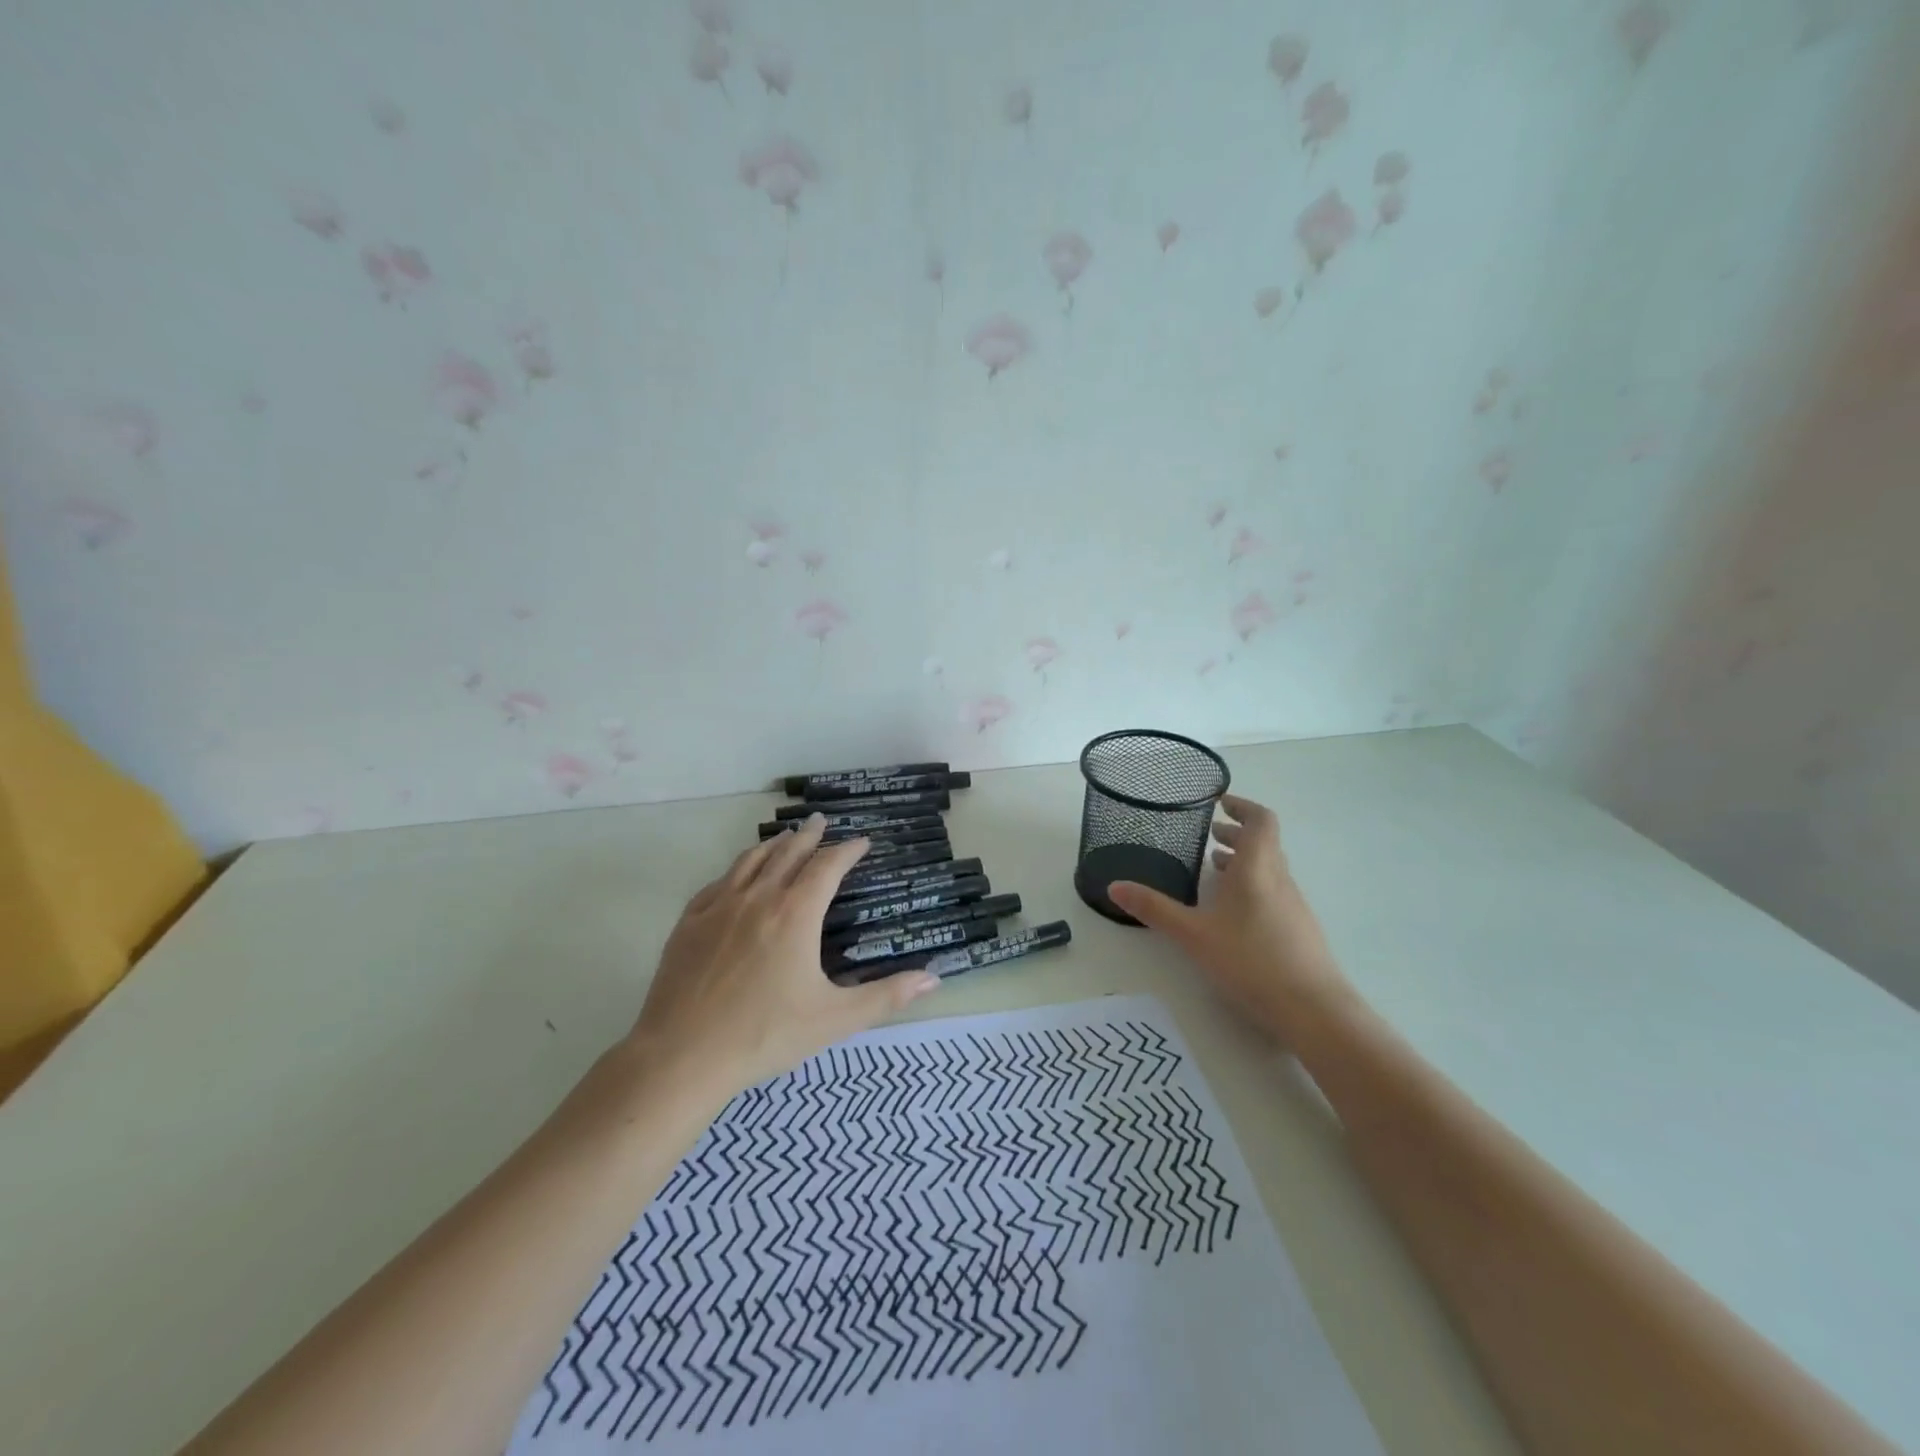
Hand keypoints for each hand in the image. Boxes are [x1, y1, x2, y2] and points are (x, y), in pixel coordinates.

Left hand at [624, 815, 940, 1105]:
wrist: (682, 1056)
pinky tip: (737, 876)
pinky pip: (718, 883)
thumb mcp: (835, 1019)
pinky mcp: (689, 923)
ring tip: (785, 837)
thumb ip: (886, 996)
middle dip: (810, 836)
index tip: (862, 841)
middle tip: (822, 822)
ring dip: (772, 845)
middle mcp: (758, 898)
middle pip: (788, 853)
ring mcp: (718, 907)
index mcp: (796, 914)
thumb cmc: (765, 1035)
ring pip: (750, 861)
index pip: (827, 867)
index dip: (847, 850)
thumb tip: (933, 978)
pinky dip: (736, 870)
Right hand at [1107, 794, 1350, 1041]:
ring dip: (1244, 862)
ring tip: (1216, 870)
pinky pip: (1274, 892)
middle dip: (1237, 835)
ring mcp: (1293, 905)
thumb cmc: (1251, 960)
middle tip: (1210, 836)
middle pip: (1265, 843)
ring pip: (1269, 869)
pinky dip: (1253, 886)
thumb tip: (1114, 887)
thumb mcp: (1193, 934)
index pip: (1260, 820)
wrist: (1314, 1010)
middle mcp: (1279, 879)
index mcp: (1257, 868)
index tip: (1219, 803)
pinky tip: (1233, 913)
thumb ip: (1155, 909)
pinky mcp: (1298, 930)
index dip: (1242, 807)